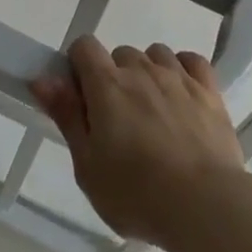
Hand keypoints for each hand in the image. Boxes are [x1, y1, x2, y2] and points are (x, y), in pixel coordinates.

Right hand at [30, 36, 248, 251]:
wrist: (206, 205)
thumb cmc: (137, 194)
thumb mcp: (88, 167)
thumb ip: (66, 116)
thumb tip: (42, 78)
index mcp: (107, 85)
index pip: (84, 46)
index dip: (78, 67)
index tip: (82, 100)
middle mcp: (141, 69)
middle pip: (120, 55)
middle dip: (114, 79)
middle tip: (119, 124)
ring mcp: (178, 76)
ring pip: (155, 55)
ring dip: (149, 75)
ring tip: (153, 115)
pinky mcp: (209, 89)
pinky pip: (191, 61)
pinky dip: (183, 71)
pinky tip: (182, 96)